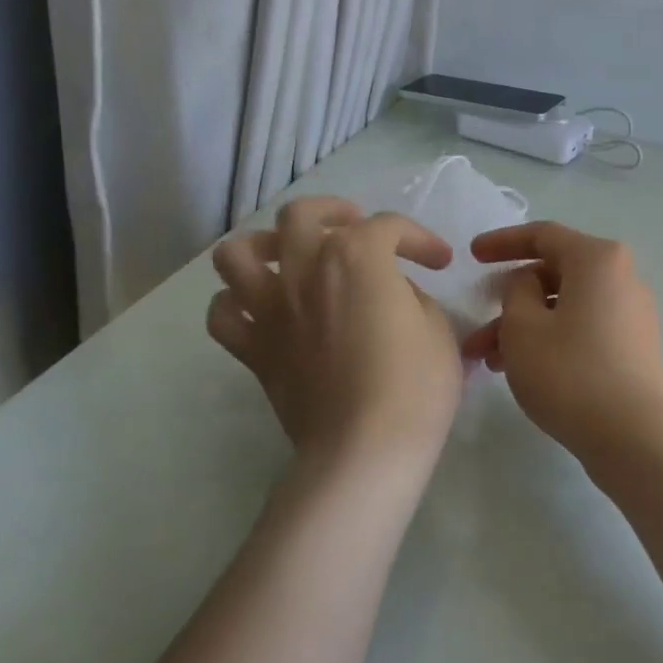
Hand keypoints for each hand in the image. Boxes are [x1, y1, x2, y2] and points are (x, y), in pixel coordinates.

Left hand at [207, 196, 462, 471]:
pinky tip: (262, 309)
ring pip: (238, 253)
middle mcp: (303, 269)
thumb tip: (392, 295)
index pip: (388, 227)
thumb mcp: (437, 328)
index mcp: (356, 256)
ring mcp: (270, 309)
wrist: (365, 449)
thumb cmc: (415, 385)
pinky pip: (223, 314)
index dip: (419, 238)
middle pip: (301, 215)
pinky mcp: (253, 350)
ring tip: (289, 257)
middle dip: (333, 213)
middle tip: (355, 230)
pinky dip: (237, 303)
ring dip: (263, 245)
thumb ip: (411, 296)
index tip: (439, 262)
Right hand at [462, 221, 662, 466]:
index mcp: (598, 259)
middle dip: (508, 299)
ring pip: (565, 307)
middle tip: (475, 326)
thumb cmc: (570, 373)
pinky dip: (550, 339)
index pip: (543, 235)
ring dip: (523, 327)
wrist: (633, 437)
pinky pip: (583, 328)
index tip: (471, 256)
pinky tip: (520, 370)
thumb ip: (515, 291)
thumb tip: (529, 283)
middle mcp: (622, 278)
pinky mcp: (633, 347)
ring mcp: (631, 314)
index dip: (502, 242)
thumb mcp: (523, 327)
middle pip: (554, 274)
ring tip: (487, 361)